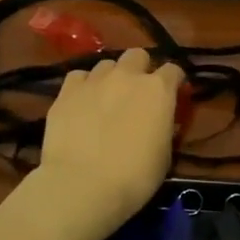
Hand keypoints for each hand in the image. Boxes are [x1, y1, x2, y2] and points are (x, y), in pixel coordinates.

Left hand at [39, 47, 182, 226]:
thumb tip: (158, 120)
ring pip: (106, 64)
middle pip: (138, 55)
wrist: (83, 185)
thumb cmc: (134, 177)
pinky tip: (81, 103)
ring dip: (111, 77)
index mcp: (158, 90)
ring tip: (105, 98)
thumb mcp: (164, 154)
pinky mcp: (67, 91)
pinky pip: (79, 77)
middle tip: (136, 92)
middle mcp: (127, 75)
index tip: (172, 95)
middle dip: (140, 69)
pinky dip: (83, 86)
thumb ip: (162, 126)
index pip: (173, 70)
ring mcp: (94, 80)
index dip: (173, 82)